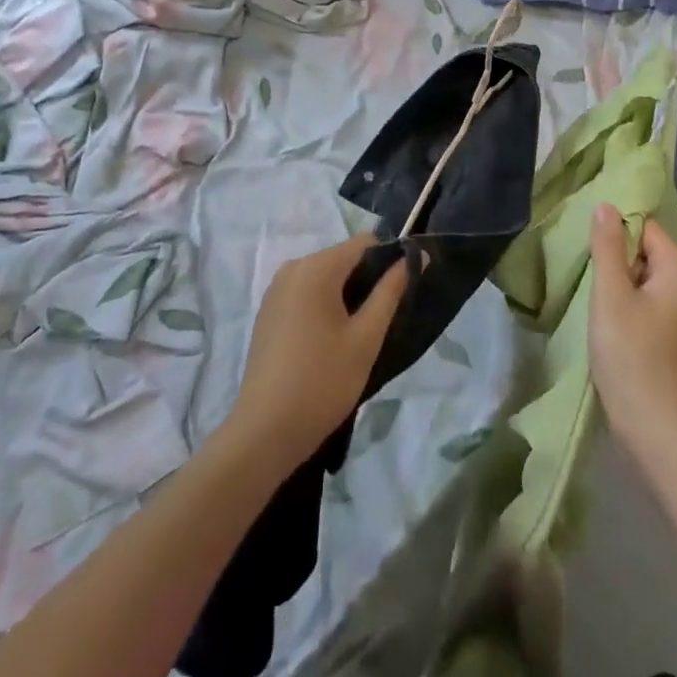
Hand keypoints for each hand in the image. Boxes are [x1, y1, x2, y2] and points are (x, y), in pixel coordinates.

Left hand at [227, 233, 408, 471]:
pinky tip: (330, 343)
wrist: (264, 433)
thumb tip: (413, 256)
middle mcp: (293, 267)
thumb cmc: (322, 381)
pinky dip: (324, 307)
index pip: (365, 243)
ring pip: (325, 278)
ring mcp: (276, 290)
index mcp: (316, 267)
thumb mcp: (366, 337)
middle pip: (343, 258)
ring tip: (358, 335)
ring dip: (346, 296)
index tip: (404, 291)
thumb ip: (391, 291)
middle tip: (382, 321)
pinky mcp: (268, 312)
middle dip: (367, 281)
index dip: (390, 260)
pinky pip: (306, 294)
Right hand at [589, 204, 676, 462]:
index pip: (644, 227)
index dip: (615, 234)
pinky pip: (648, 302)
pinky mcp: (676, 336)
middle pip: (645, 251)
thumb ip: (608, 246)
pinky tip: (609, 324)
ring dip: (618, 285)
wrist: (659, 432)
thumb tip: (607, 206)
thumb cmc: (633, 357)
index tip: (588, 250)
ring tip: (594, 301)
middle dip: (615, 260)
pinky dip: (627, 306)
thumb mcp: (611, 295)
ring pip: (643, 279)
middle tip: (588, 277)